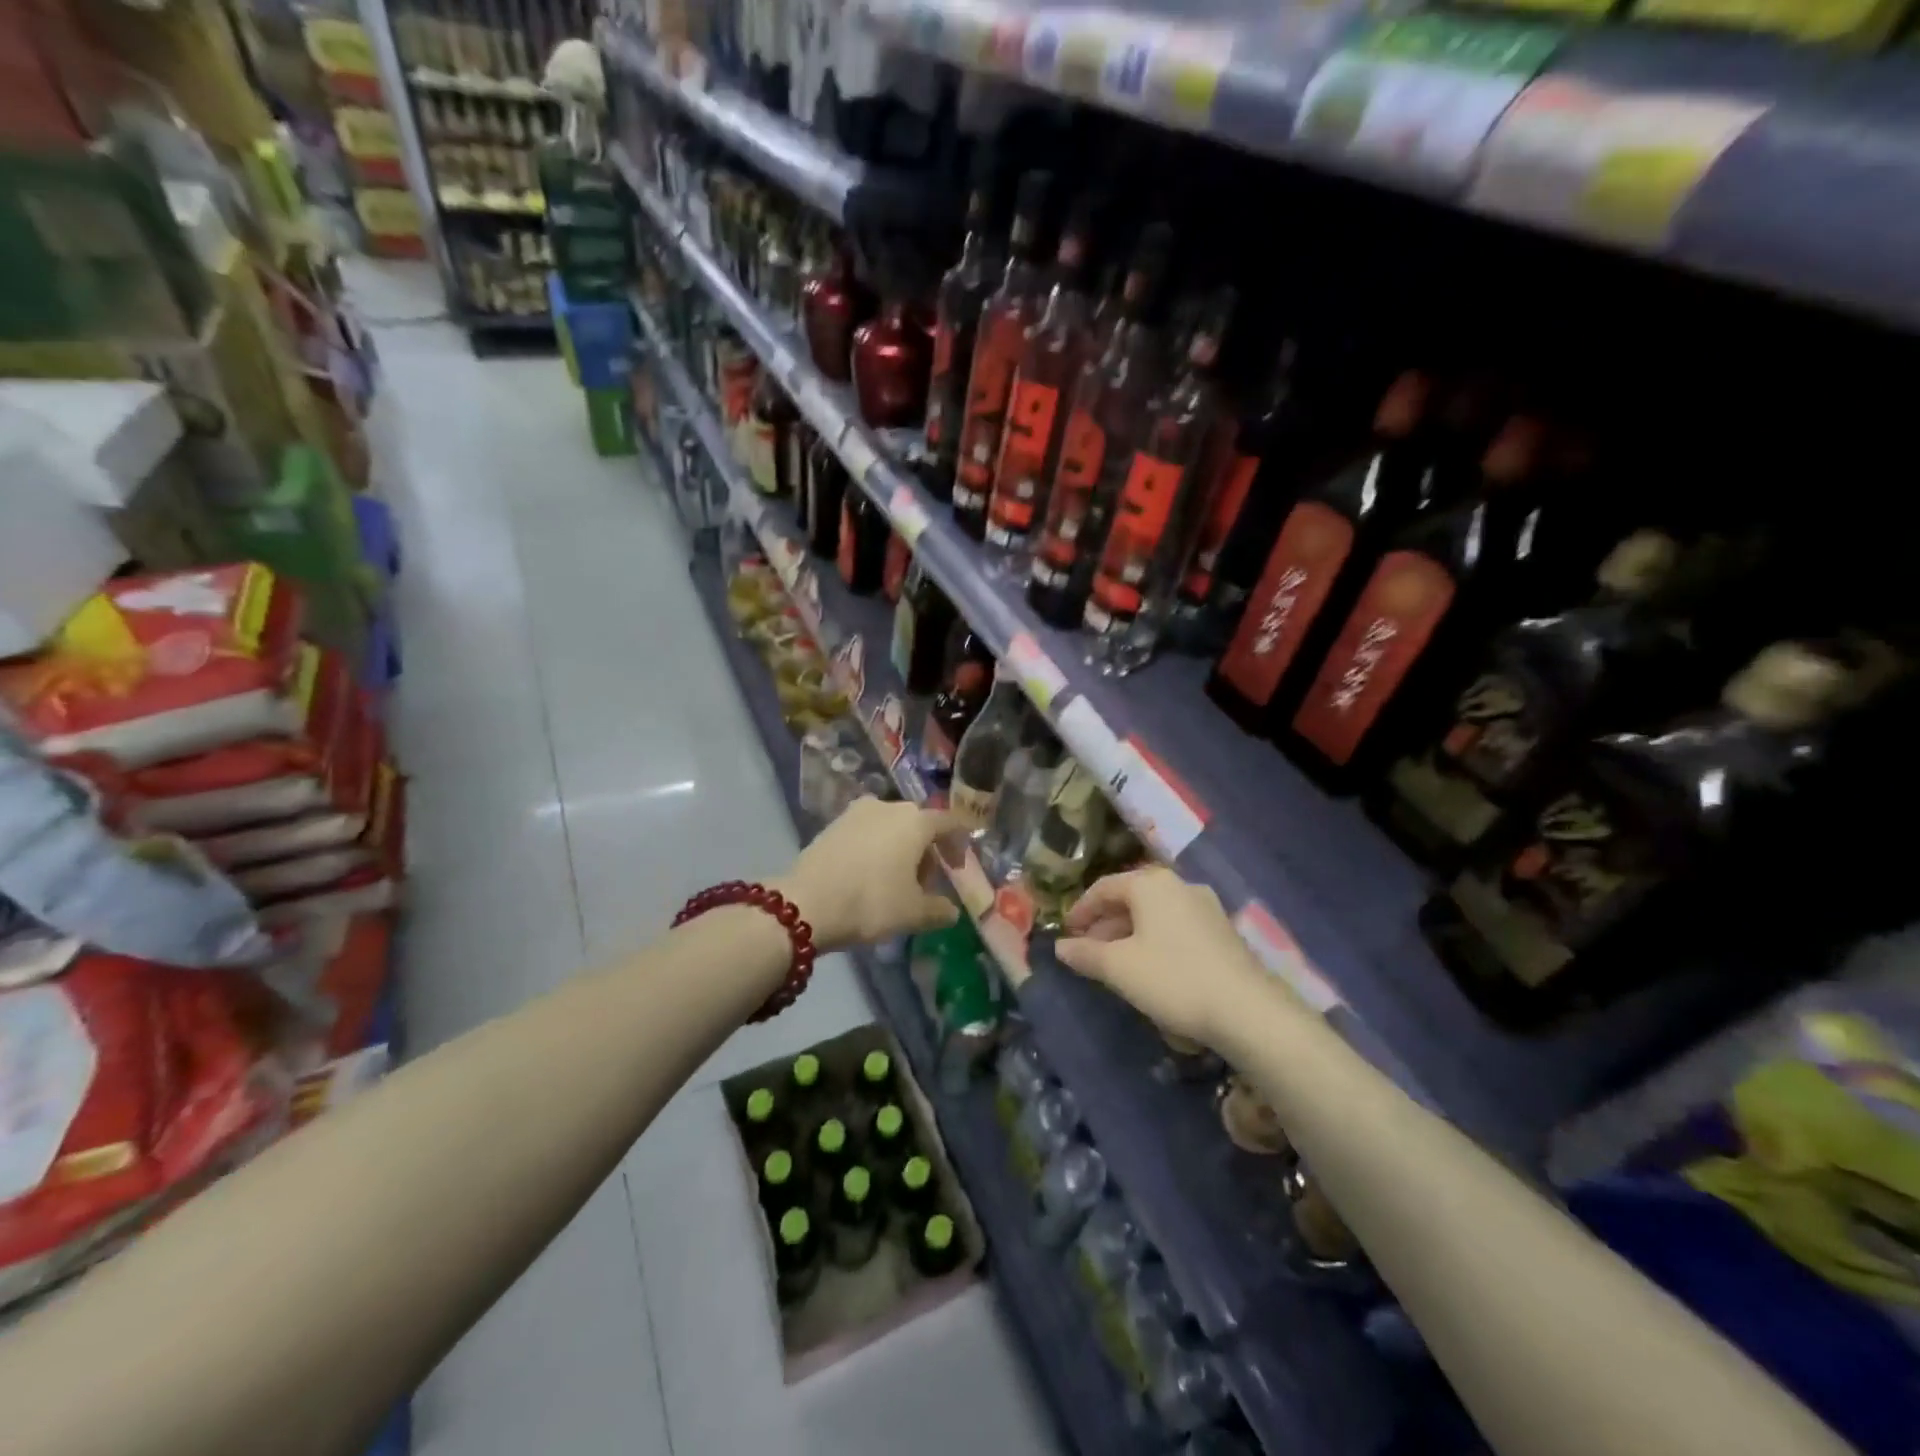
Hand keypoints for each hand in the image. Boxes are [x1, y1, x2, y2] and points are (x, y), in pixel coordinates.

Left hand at [777, 798, 963, 949]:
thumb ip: (939, 910)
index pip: (948, 823)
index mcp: (915, 821)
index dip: (958, 844)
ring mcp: (856, 812)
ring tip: (895, 880)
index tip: (959, 867)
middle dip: (926, 850)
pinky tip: (868, 874)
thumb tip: (952, 912)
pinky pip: (865, 832)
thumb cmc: (871, 902)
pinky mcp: (832, 824)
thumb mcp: (913, 913)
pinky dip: (874, 848)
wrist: (806, 903)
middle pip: (918, 824)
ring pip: (890, 827)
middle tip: (926, 882)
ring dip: (899, 848)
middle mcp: (888, 806)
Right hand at [1055, 867, 1274, 1048]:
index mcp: (1151, 884)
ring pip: (1155, 915)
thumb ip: (1085, 953)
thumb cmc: (1172, 978)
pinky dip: (1155, 941)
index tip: (1067, 933)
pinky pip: (1176, 927)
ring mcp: (1205, 907)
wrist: (1247, 1010)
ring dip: (1129, 934)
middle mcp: (1179, 885)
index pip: (1104, 888)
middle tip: (1087, 951)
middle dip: (1105, 924)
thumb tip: (1061, 946)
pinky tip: (1150, 969)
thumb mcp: (1119, 968)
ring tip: (1115, 964)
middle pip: (1131, 899)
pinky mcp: (1222, 931)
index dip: (1080, 910)